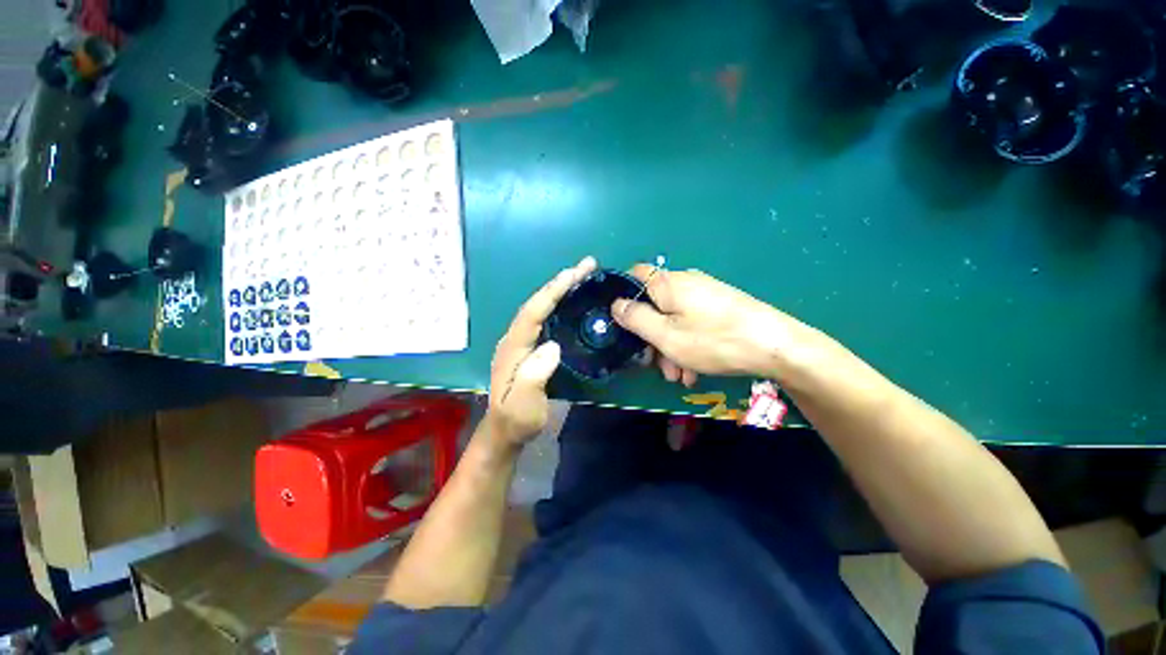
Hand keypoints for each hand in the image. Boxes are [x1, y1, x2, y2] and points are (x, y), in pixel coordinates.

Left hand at [486, 256, 597, 447]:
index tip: (574, 274)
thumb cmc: (515, 420)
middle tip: (586, 266)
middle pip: (537, 303)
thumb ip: (533, 377)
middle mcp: (515, 338)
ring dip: (560, 289)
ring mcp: (521, 342)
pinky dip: (558, 304)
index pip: (533, 312)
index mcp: (513, 348)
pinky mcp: (529, 347)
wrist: (504, 431)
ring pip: (540, 308)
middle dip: (560, 282)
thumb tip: (552, 346)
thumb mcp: (522, 405)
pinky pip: (544, 318)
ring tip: (582, 276)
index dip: (553, 291)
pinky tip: (571, 301)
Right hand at [612, 266, 795, 383]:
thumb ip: (636, 318)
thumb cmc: (714, 340)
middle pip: (655, 305)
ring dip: (671, 347)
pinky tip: (696, 369)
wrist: (776, 345)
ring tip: (681, 376)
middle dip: (652, 336)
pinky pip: (694, 323)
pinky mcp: (720, 307)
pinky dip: (689, 343)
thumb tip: (616, 304)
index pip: (635, 274)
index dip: (624, 295)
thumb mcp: (666, 335)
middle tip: (658, 365)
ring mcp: (705, 294)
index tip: (624, 322)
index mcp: (668, 283)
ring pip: (675, 319)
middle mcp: (685, 283)